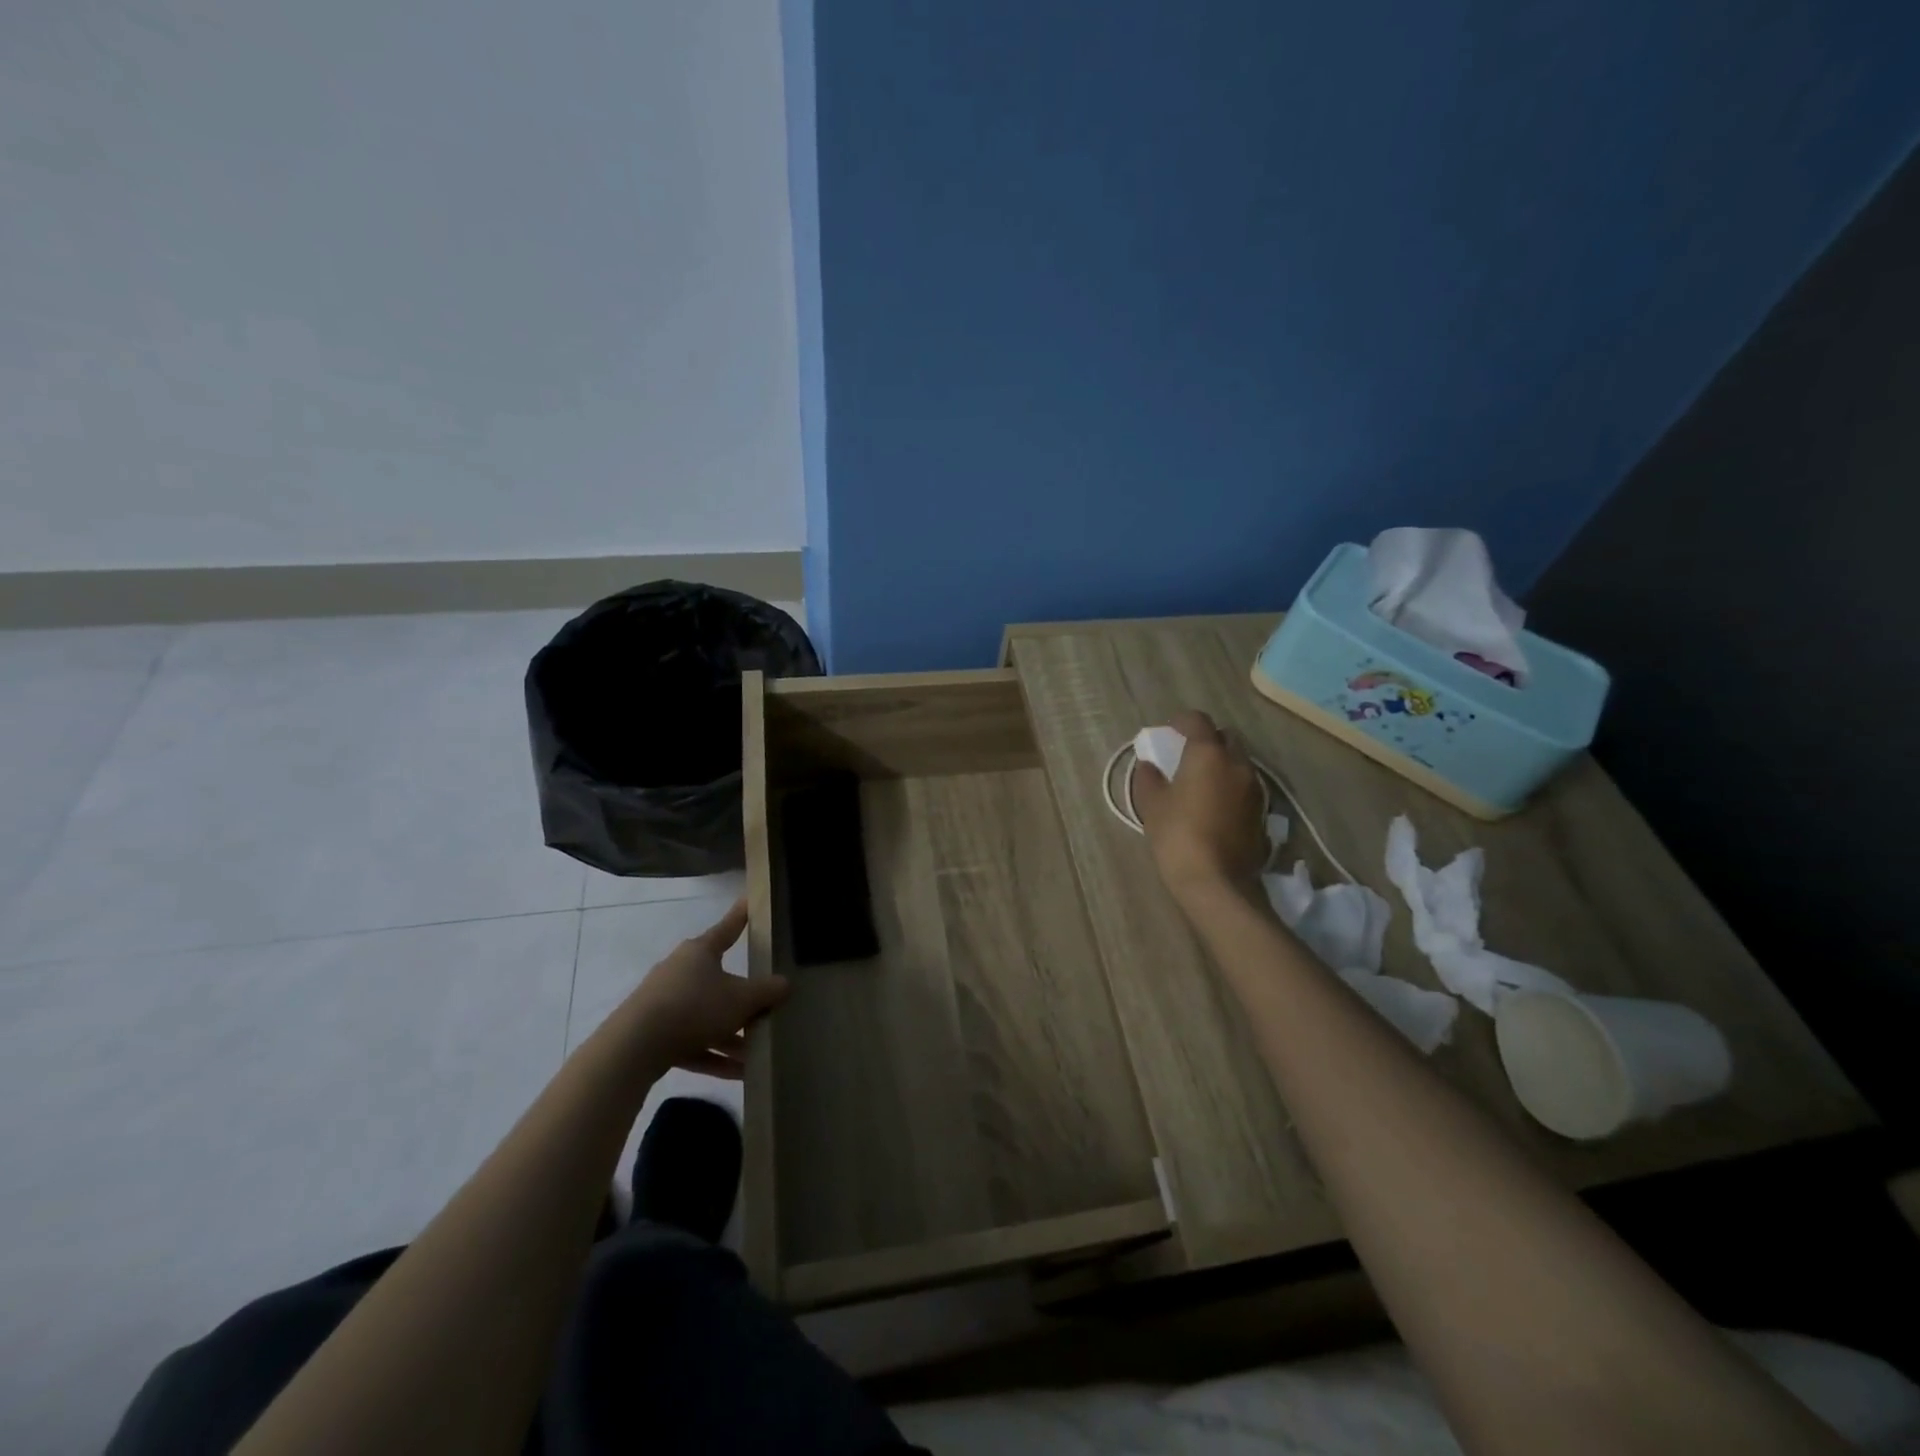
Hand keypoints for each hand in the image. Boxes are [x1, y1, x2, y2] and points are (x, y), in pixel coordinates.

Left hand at [625, 898, 789, 1077]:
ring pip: (707, 1015)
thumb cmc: (694, 1007)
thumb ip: (766, 991)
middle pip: (719, 979)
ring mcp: (665, 1003)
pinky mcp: (655, 1035)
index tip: (750, 900)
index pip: (728, 927)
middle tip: (768, 1005)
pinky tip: (739, 1074)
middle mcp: (681, 971)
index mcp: (700, 952)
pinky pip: (693, 1042)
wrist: (634, 1048)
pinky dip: (715, 1055)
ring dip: (732, 1034)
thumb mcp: (741, 999)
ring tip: (759, 1052)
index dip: (742, 915)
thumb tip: (785, 984)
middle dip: (744, 998)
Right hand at [1131, 710, 1267, 898]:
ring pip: (1239, 762)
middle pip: (1226, 737)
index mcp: (1208, 753)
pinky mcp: (1262, 811)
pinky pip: (1245, 786)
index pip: (1198, 720)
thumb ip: (1148, 777)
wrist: (1216, 880)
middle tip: (1187, 755)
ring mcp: (1255, 788)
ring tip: (1202, 781)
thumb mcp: (1151, 804)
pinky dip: (1231, 786)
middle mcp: (1237, 763)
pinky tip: (1216, 804)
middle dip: (1208, 740)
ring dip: (1222, 764)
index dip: (1181, 721)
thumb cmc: (1177, 835)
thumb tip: (1149, 765)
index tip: (1169, 731)